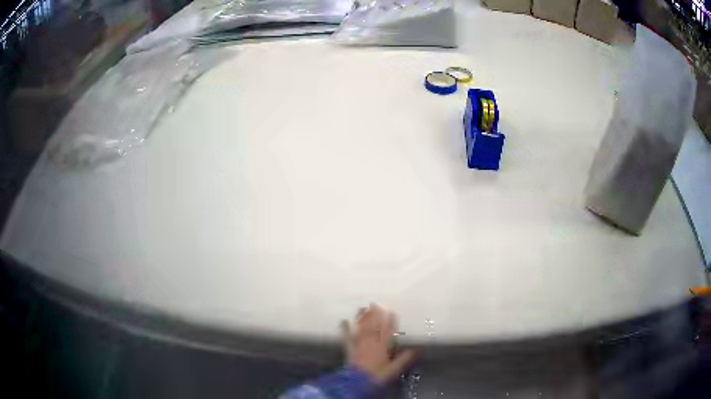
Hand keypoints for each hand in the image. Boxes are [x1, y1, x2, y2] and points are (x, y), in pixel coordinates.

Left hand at [341, 304, 417, 383]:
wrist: (357, 384)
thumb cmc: (376, 378)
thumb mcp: (393, 371)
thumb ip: (404, 360)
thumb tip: (416, 349)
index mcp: (382, 349)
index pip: (387, 332)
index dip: (390, 321)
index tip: (392, 310)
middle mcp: (370, 345)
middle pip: (373, 327)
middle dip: (376, 315)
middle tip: (377, 303)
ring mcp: (359, 347)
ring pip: (362, 330)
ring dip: (363, 318)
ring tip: (365, 307)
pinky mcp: (350, 351)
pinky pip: (347, 338)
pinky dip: (345, 330)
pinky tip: (344, 321)